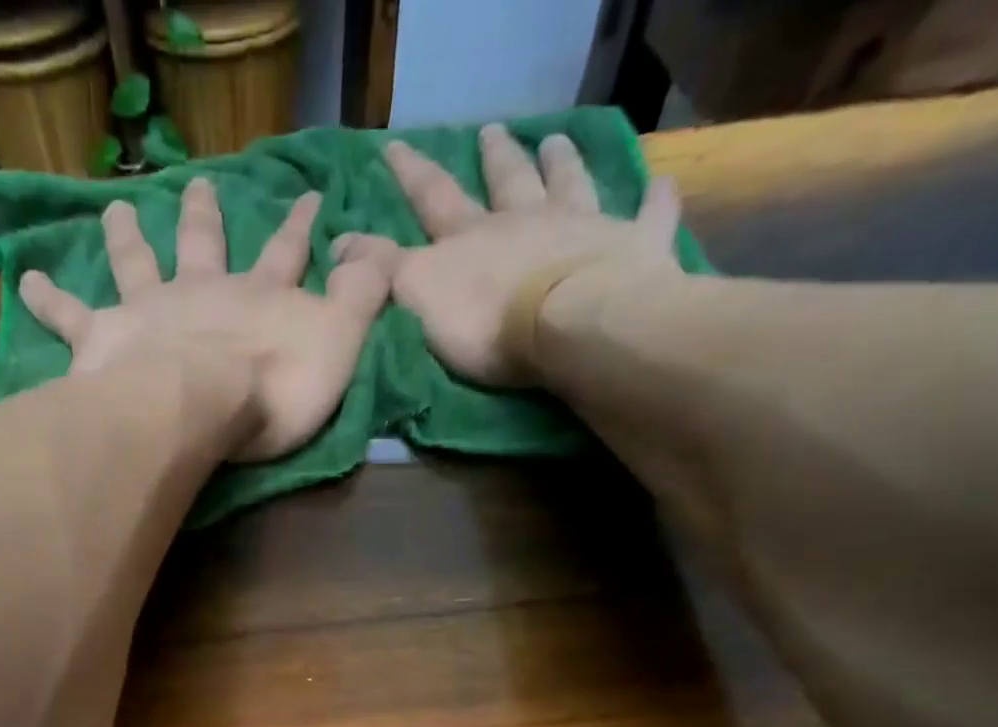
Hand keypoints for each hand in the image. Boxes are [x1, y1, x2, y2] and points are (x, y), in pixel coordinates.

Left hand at [18, 178, 391, 460]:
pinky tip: (23, 280)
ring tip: (116, 210)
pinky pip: (69, 315)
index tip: (311, 194)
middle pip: (204, 244)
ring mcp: (151, 310)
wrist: (200, 406)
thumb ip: (363, 297)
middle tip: (197, 185)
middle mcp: (203, 292)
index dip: (302, 225)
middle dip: (205, 215)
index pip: (288, 253)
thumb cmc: (274, 388)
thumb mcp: (340, 344)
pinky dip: (46, 297)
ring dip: (127, 236)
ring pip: (137, 262)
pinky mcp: (106, 338)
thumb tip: (383, 252)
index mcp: (259, 298)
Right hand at [336, 125, 681, 386]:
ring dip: (563, 163)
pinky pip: (649, 217)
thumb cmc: (488, 319)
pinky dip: (655, 201)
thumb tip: (334, 241)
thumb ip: (380, 270)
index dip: (411, 173)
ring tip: (558, 140)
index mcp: (473, 236)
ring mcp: (583, 227)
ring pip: (571, 184)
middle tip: (492, 130)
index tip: (394, 146)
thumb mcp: (417, 295)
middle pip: (507, 181)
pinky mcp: (633, 249)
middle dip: (495, 157)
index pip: (433, 198)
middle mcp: (527, 220)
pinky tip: (663, 184)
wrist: (570, 325)